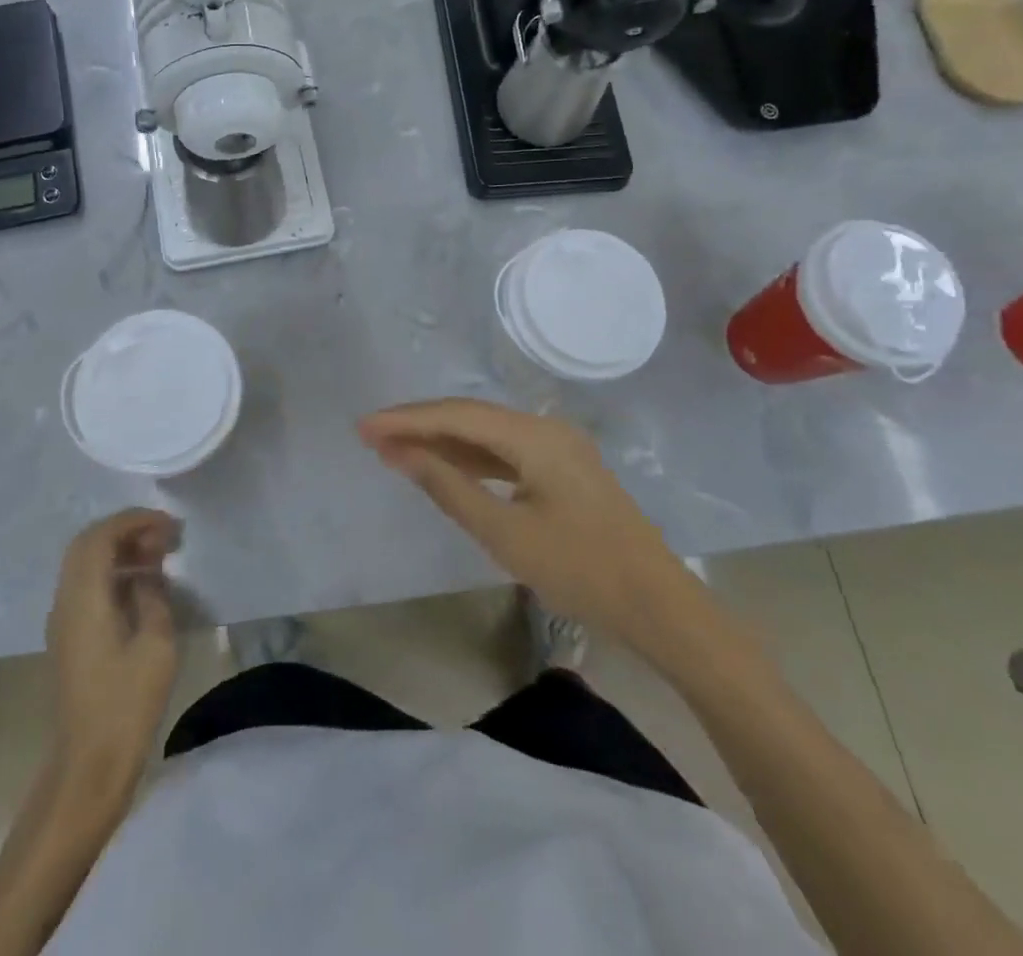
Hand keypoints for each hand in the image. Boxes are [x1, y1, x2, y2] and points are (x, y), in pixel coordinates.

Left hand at [45, 509, 181, 792]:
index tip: (170, 526)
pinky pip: (87, 585)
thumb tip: (149, 572)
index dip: (135, 521)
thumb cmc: (126, 704)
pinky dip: (114, 572)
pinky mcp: (69, 637)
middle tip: (165, 537)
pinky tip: (143, 587)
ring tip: (160, 557)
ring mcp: (63, 620)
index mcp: (84, 597)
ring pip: (86, 564)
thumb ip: (152, 595)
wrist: (88, 766)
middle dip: (127, 530)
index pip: (102, 536)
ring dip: (120, 550)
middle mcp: (66, 601)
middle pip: (89, 544)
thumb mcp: (156, 644)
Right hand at [358, 399, 711, 665]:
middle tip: (371, 435)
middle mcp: (545, 428)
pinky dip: (470, 458)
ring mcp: (557, 447)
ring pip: (486, 433)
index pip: (457, 417)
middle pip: (470, 416)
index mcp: (534, 436)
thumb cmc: (581, 571)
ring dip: (442, 441)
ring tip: (395, 449)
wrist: (659, 606)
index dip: (407, 420)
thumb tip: (402, 453)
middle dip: (419, 425)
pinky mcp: (561, 468)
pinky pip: (505, 452)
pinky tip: (443, 465)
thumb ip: (449, 487)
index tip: (364, 428)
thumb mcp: (505, 533)